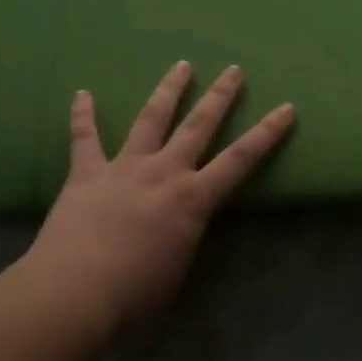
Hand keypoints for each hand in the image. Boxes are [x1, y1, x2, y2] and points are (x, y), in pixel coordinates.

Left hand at [22, 62, 294, 330]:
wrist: (75, 292)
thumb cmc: (136, 295)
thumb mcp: (178, 269)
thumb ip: (184, 238)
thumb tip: (181, 228)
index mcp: (193, 199)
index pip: (240, 160)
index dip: (266, 134)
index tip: (286, 108)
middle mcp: (163, 172)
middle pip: (198, 126)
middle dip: (220, 97)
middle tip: (233, 70)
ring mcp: (124, 168)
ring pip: (150, 119)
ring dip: (168, 91)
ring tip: (182, 65)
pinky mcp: (86, 174)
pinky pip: (84, 138)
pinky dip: (82, 115)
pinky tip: (82, 92)